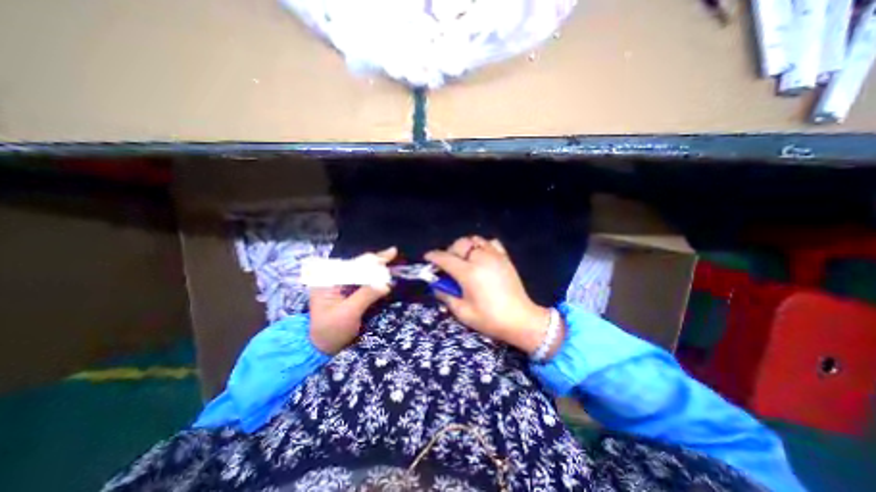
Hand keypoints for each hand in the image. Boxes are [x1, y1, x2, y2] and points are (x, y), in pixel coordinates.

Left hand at [308, 248, 397, 355]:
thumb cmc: (331, 331)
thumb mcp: (348, 314)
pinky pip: (362, 279)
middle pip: (357, 265)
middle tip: (393, 252)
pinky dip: (374, 276)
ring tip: (390, 257)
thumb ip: (366, 296)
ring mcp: (339, 284)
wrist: (323, 347)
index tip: (389, 254)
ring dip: (376, 266)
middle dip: (375, 260)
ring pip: (361, 270)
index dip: (372, 260)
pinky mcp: (346, 291)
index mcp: (327, 281)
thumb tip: (386, 284)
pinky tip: (383, 271)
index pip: (353, 265)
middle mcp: (333, 278)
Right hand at [425, 237, 560, 357]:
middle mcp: (480, 259)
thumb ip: (446, 295)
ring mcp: (495, 256)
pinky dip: (482, 245)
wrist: (521, 320)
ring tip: (464, 259)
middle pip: (459, 244)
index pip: (445, 258)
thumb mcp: (463, 312)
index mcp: (468, 273)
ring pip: (474, 240)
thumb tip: (436, 285)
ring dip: (465, 247)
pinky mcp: (505, 258)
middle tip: (448, 264)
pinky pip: (490, 243)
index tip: (427, 258)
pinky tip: (481, 256)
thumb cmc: (490, 319)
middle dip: (449, 251)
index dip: (433, 257)